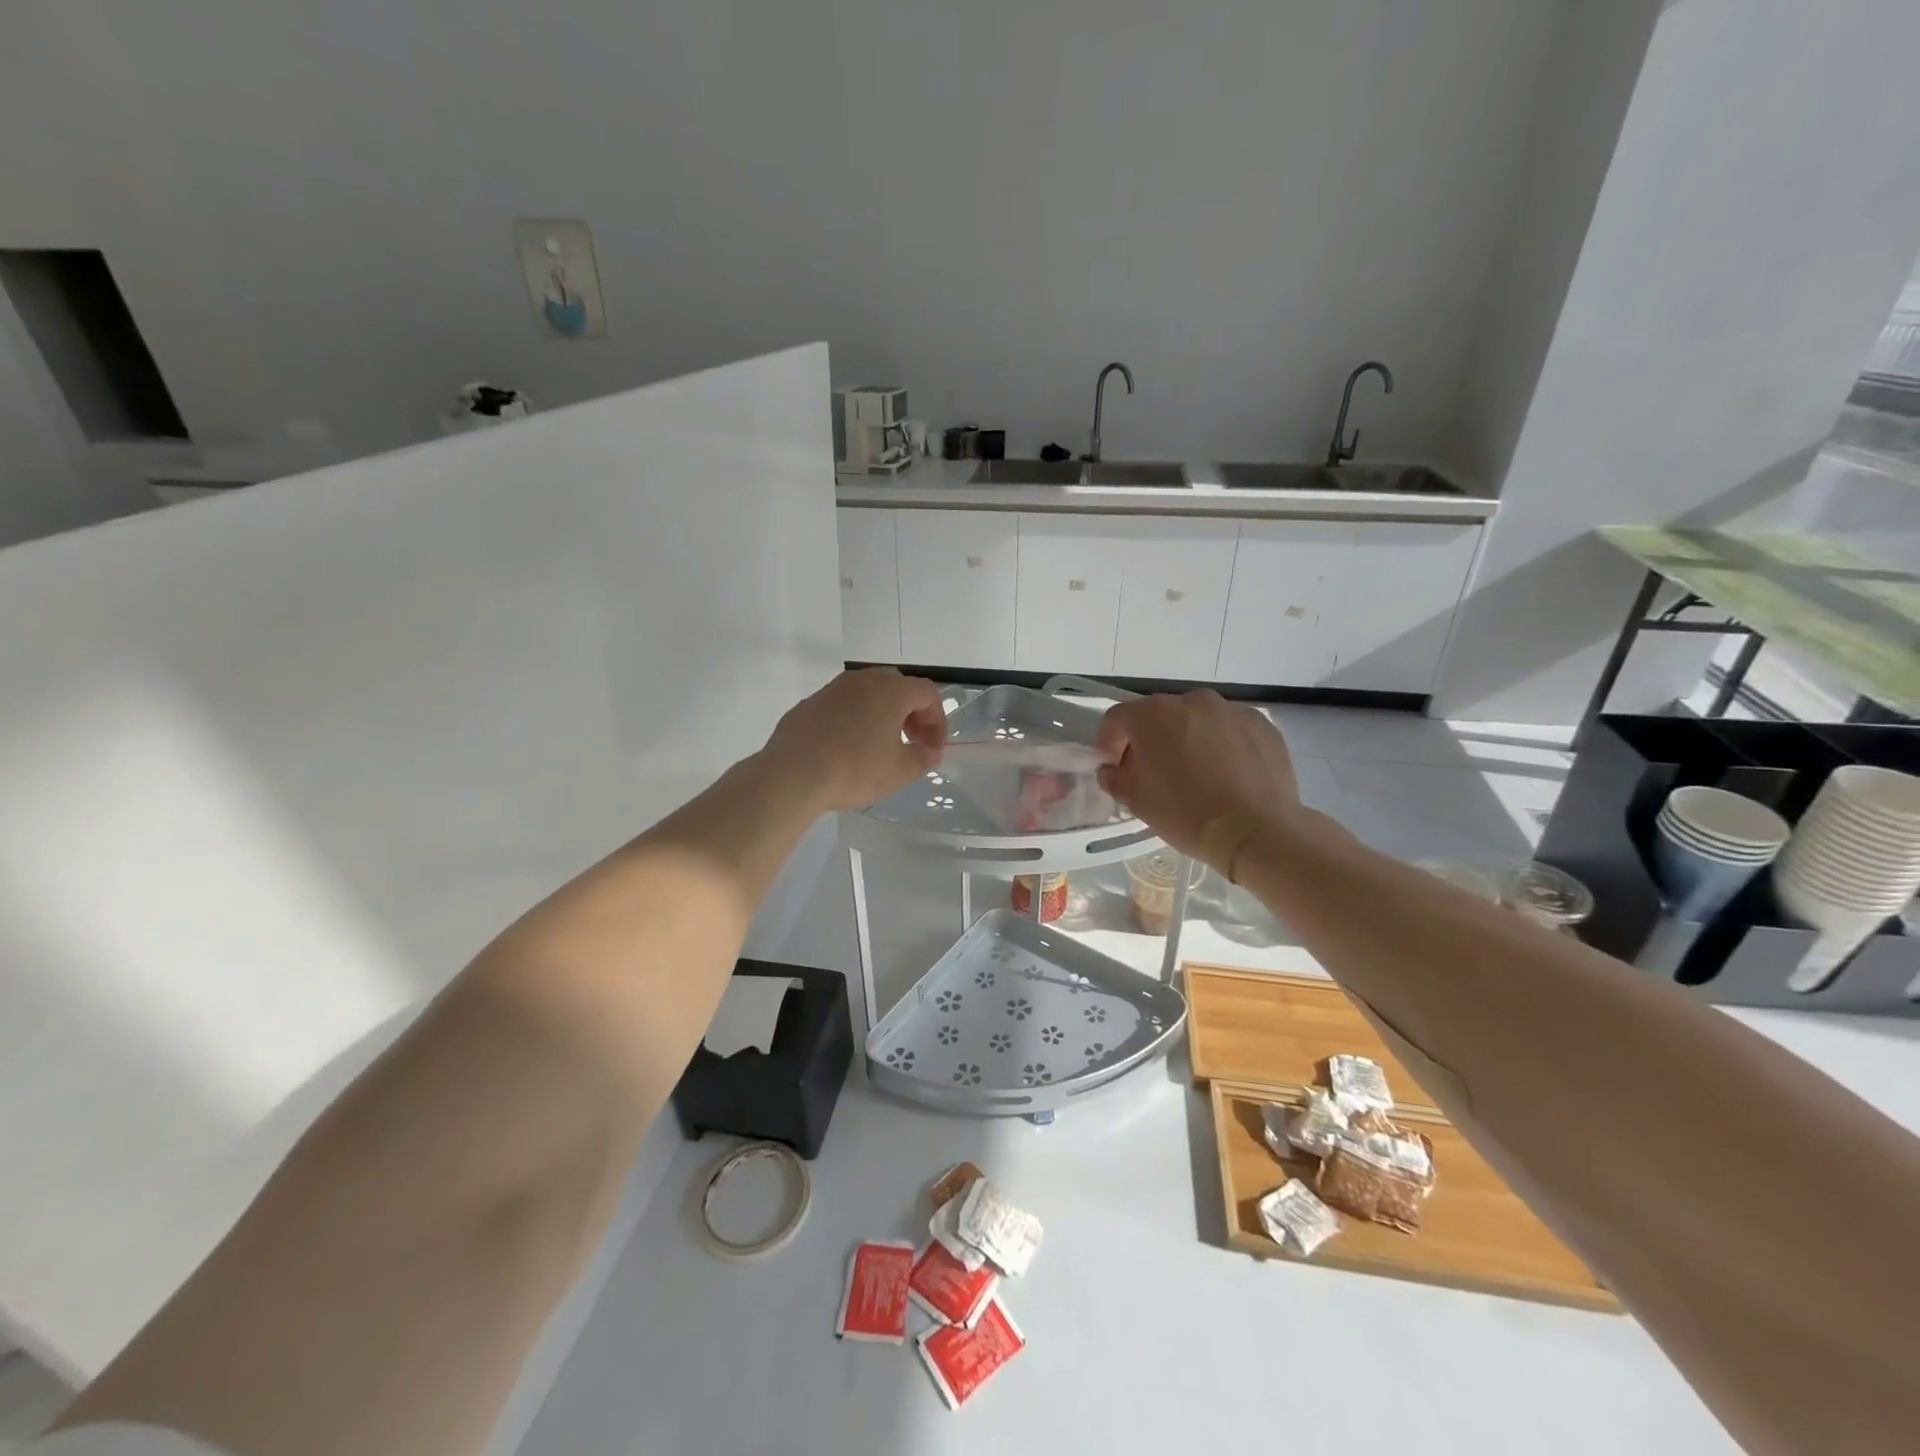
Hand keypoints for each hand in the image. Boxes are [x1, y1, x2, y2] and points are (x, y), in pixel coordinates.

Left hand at [764, 668, 946, 811]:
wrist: (793, 773)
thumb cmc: (855, 769)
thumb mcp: (899, 771)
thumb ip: (923, 759)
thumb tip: (931, 753)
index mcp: (891, 691)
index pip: (927, 693)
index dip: (937, 720)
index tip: (933, 748)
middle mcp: (863, 680)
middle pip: (898, 686)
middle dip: (911, 712)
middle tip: (911, 740)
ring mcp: (833, 689)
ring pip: (867, 692)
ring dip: (882, 712)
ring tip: (880, 743)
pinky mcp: (810, 703)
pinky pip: (842, 704)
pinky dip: (854, 718)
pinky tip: (847, 746)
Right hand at [1095, 691, 1299, 858]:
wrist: (1256, 831)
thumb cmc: (1187, 814)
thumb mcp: (1137, 802)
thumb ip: (1115, 778)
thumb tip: (1112, 771)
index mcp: (1154, 715)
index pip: (1118, 718)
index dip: (1109, 742)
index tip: (1114, 767)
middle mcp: (1192, 701)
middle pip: (1159, 715)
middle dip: (1149, 740)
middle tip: (1152, 773)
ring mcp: (1231, 710)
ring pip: (1197, 719)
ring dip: (1187, 738)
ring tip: (1194, 773)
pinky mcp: (1262, 724)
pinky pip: (1229, 729)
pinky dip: (1221, 744)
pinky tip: (1226, 774)